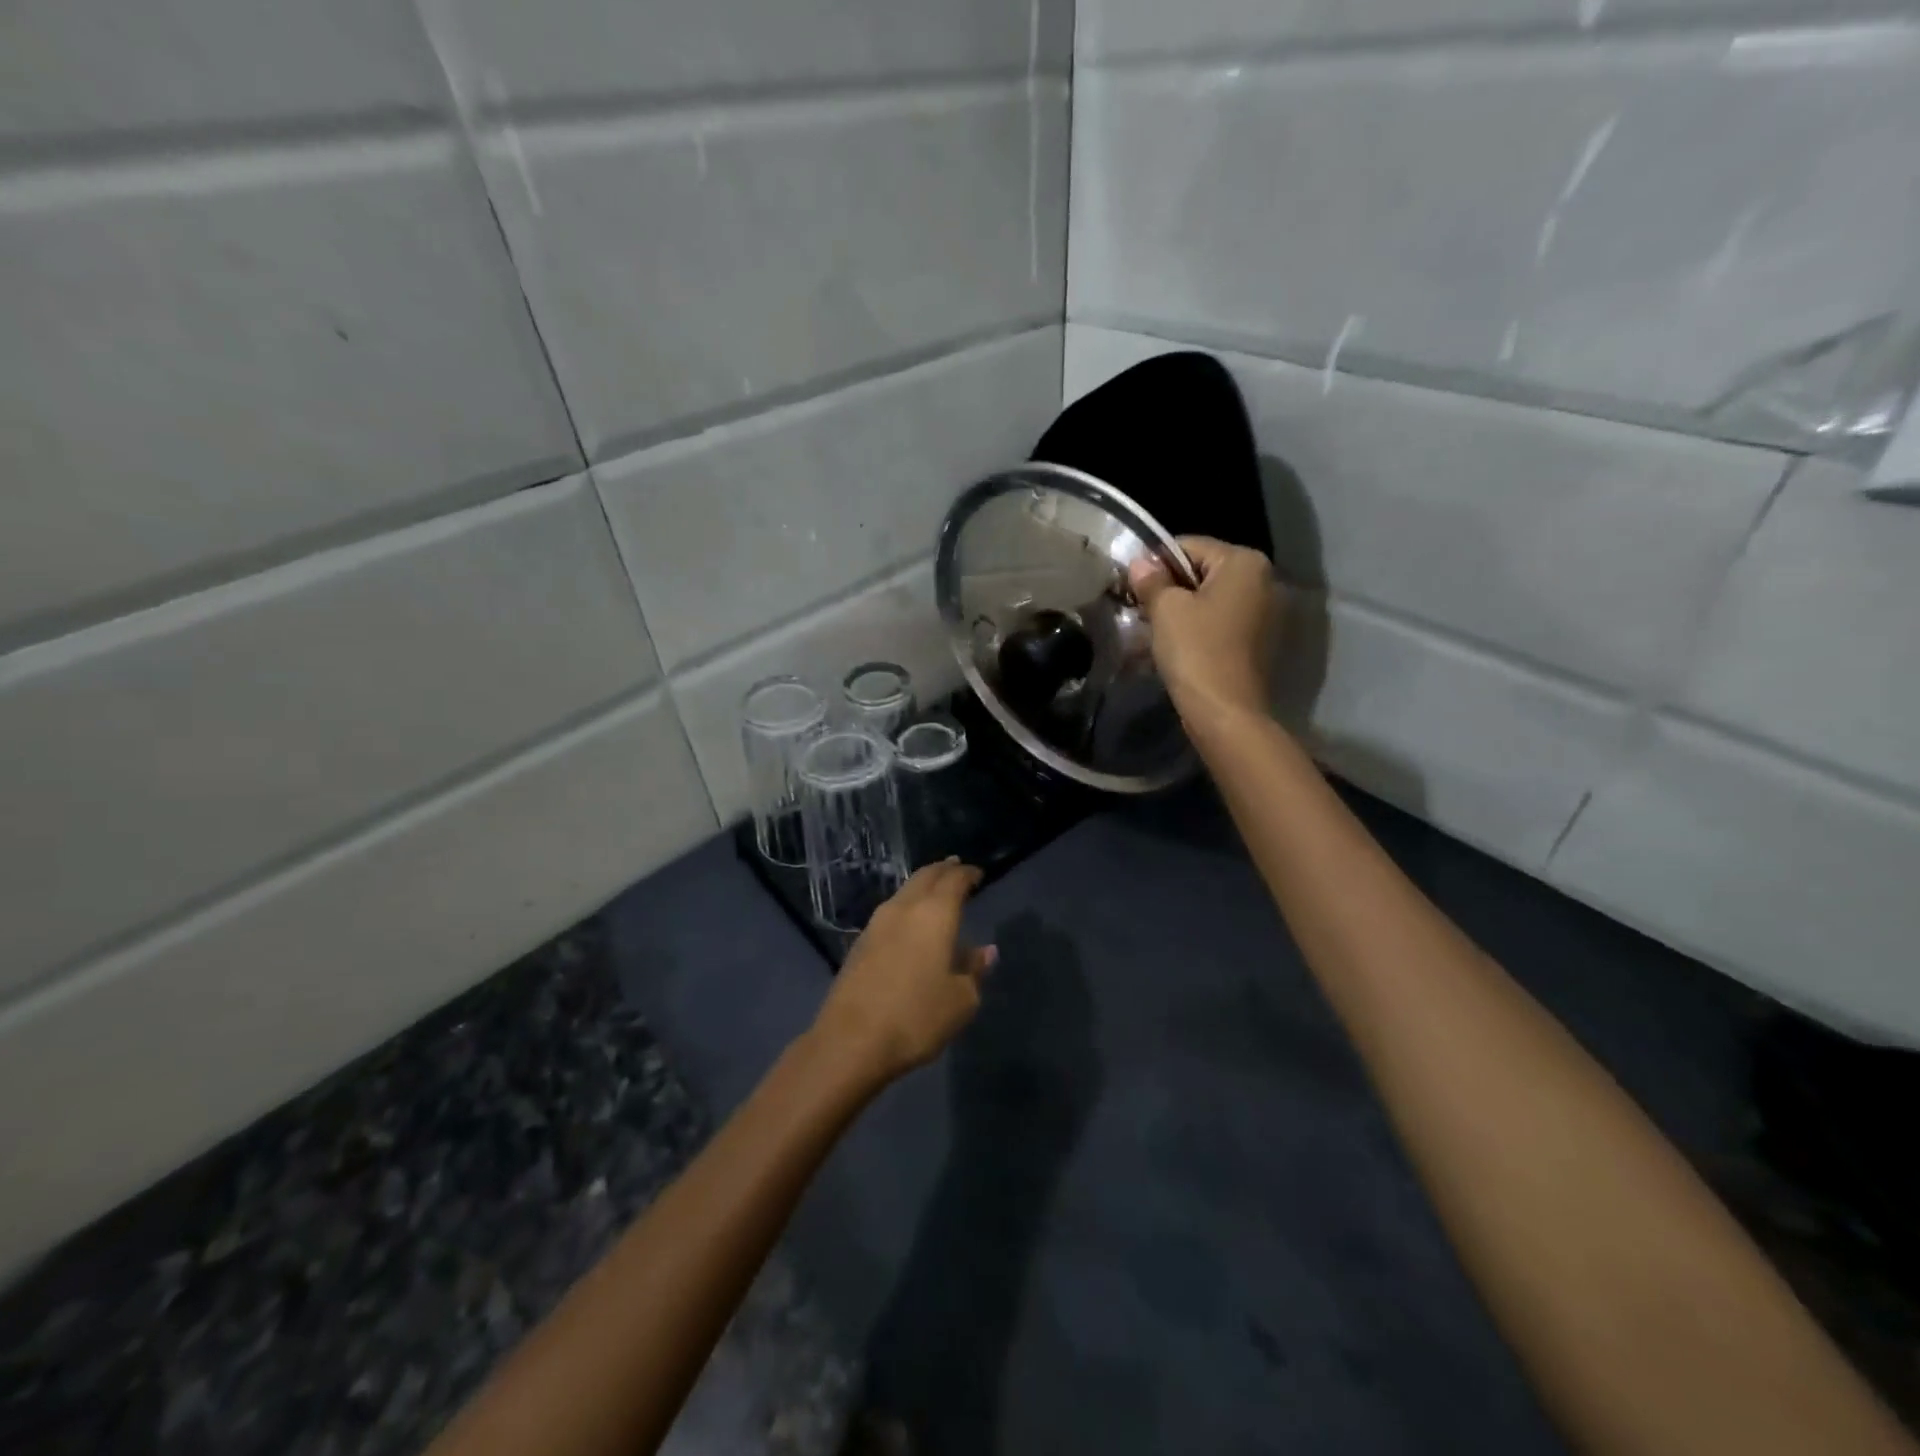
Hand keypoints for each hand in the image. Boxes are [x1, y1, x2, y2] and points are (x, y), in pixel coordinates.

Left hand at [809, 860, 996, 1085]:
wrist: (851, 1041)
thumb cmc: (916, 1017)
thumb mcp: (960, 1000)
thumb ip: (974, 970)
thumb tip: (985, 951)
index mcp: (934, 914)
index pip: (954, 880)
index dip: (967, 874)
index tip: (977, 874)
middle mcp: (904, 908)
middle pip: (925, 876)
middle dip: (943, 870)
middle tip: (957, 869)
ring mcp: (876, 923)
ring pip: (904, 892)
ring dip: (922, 887)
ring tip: (935, 893)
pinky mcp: (860, 943)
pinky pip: (891, 912)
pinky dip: (907, 907)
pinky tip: (911, 923)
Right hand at [1129, 535, 1278, 726]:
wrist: (1225, 711)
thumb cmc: (1196, 651)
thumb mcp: (1166, 610)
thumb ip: (1151, 580)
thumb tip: (1139, 563)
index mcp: (1244, 562)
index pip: (1188, 546)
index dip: (1154, 564)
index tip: (1132, 589)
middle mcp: (1264, 579)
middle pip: (1202, 571)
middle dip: (1170, 588)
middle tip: (1141, 611)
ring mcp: (1266, 611)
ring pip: (1210, 598)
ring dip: (1182, 610)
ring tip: (1155, 630)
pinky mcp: (1259, 640)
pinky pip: (1221, 621)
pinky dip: (1199, 627)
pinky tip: (1178, 645)